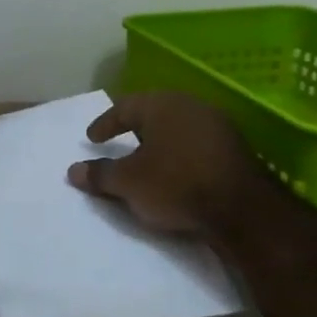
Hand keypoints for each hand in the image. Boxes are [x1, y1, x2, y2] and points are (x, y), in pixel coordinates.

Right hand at [65, 92, 264, 232]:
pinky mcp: (235, 149)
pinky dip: (179, 155)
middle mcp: (191, 106)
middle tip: (118, 143)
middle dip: (134, 128)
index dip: (105, 124)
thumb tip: (73, 171)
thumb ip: (99, 174)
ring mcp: (218, 126)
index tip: (92, 139)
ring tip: (145, 160)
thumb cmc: (175, 185)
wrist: (242, 211)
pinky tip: (174, 172)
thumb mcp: (127, 182)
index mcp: (162, 105)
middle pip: (153, 114)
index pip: (124, 107)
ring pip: (177, 129)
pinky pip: (196, 145)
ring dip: (159, 142)